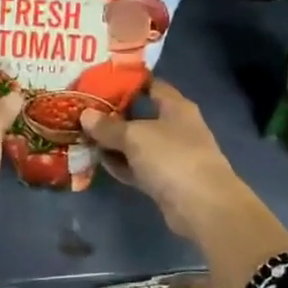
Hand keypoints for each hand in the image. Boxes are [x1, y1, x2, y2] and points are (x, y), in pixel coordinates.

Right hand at [80, 82, 240, 221]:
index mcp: (176, 107)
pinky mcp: (165, 181)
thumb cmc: (172, 157)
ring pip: (138, 144)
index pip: (152, 85)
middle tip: (84, 110)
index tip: (101, 81)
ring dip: (115, 142)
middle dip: (115, 114)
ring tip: (84, 135)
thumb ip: (108, 126)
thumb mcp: (135, 136)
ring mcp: (171, 156)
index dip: (128, 82)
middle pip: (142, 115)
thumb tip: (85, 115)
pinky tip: (99, 161)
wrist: (203, 206)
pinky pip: (138, 167)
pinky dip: (121, 164)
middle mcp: (176, 128)